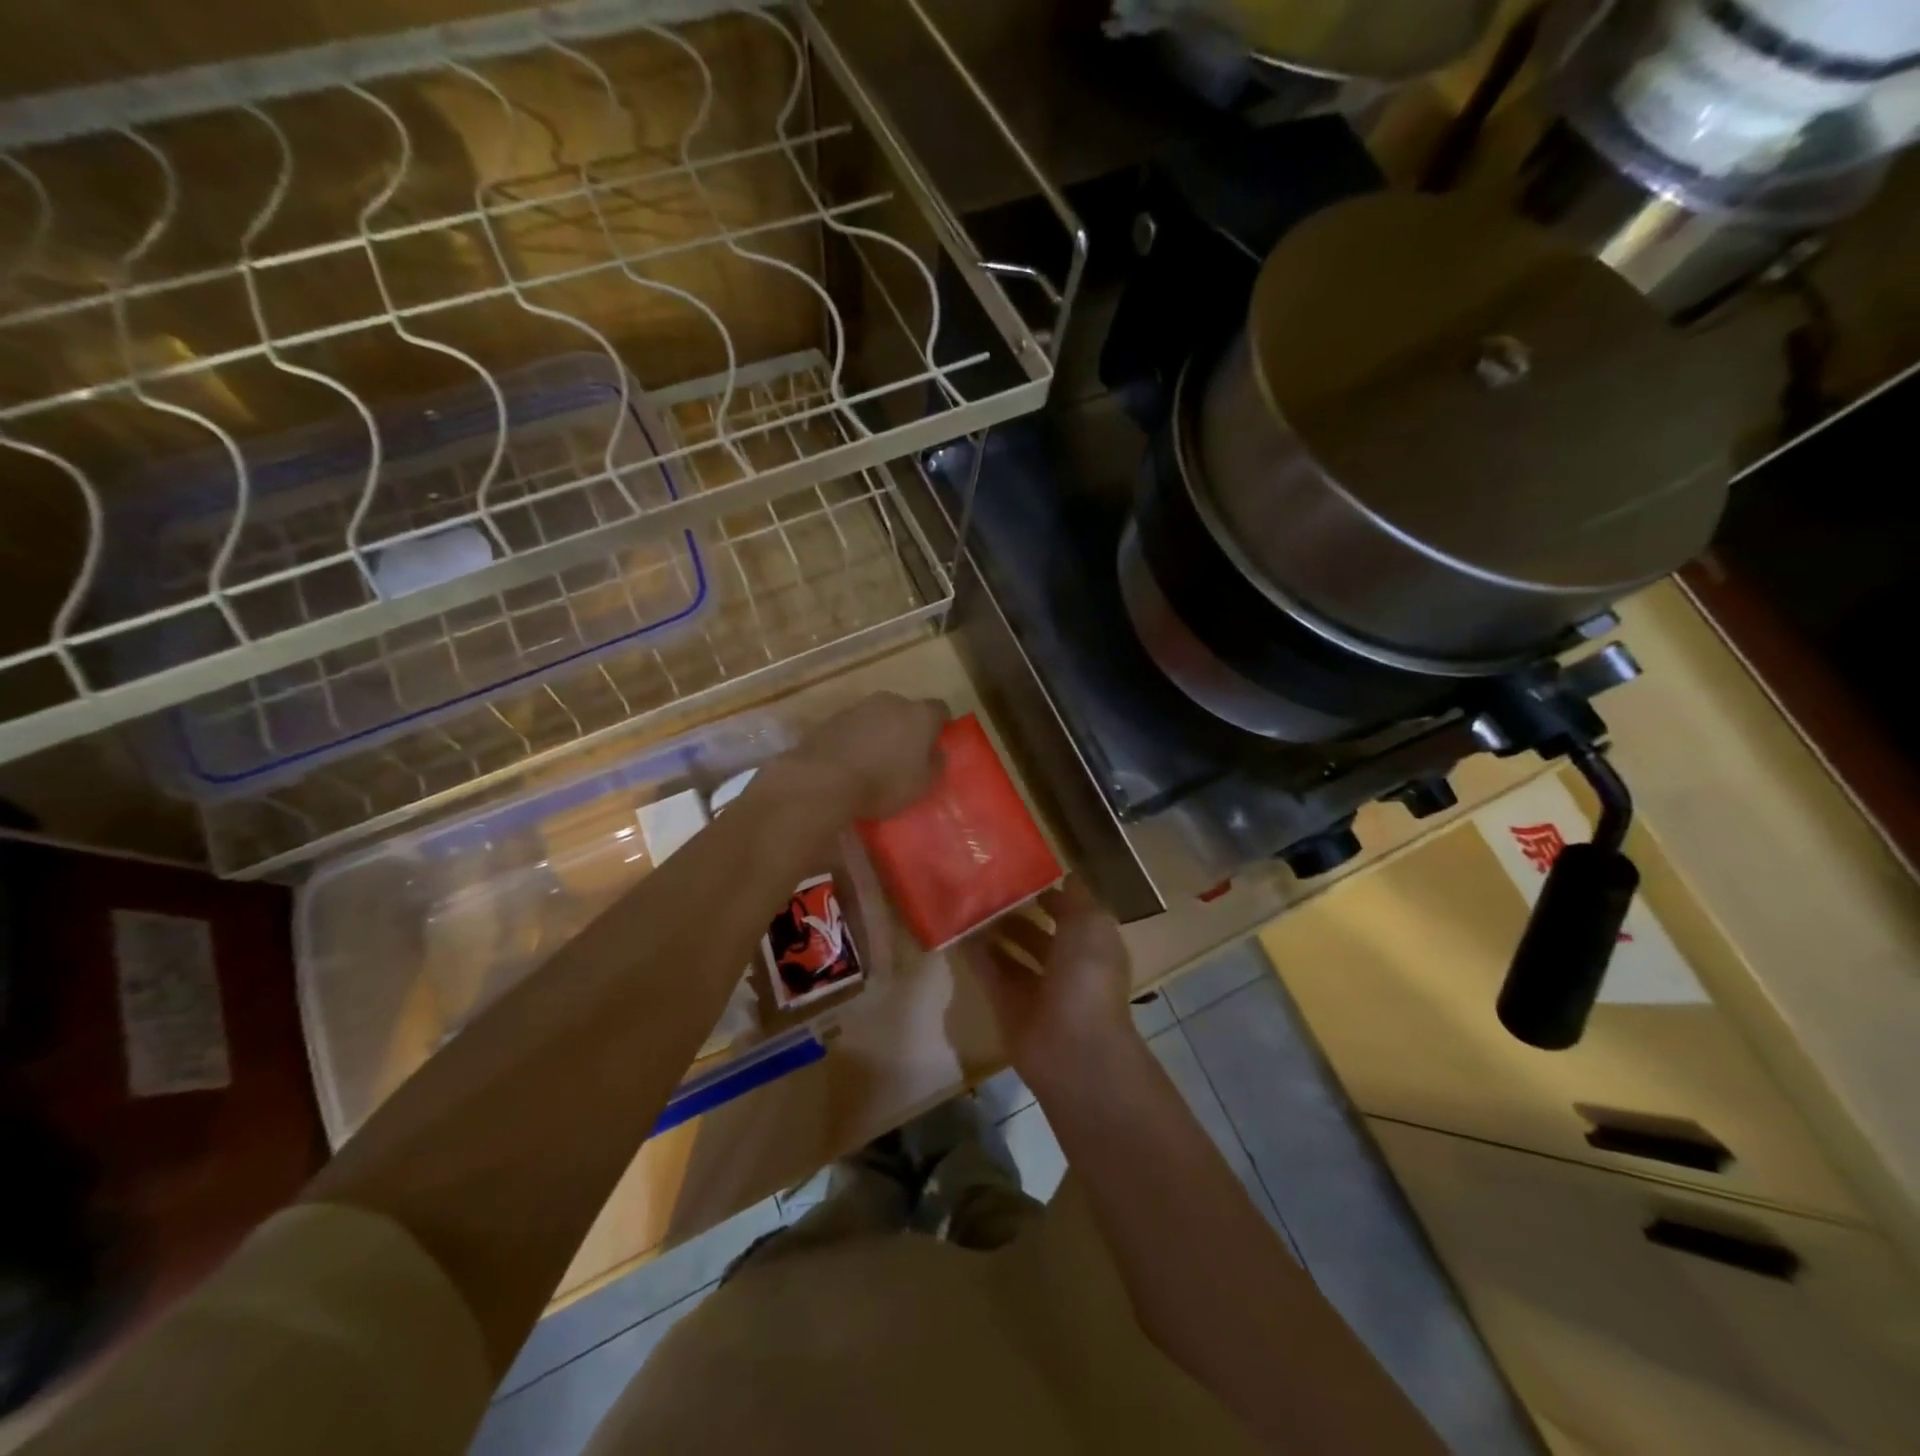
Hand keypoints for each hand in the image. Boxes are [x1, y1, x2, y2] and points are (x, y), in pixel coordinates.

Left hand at [789, 692, 947, 820]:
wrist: (824, 780)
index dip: (941, 725)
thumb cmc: (883, 783)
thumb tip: (935, 752)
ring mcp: (858, 707)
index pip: (939, 709)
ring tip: (874, 761)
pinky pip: (852, 727)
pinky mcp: (831, 719)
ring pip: (877, 717)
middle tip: (904, 755)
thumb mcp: (922, 785)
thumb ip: (935, 764)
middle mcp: (890, 702)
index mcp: (919, 715)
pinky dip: (855, 739)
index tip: (937, 743)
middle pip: (906, 710)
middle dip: (907, 728)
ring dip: (879, 732)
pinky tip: (850, 762)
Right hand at [961, 876, 1135, 1087]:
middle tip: (986, 886)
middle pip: (1038, 934)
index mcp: (1091, 946)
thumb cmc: (1087, 976)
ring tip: (968, 902)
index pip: (1070, 914)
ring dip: (993, 931)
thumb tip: (1066, 876)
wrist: (1072, 1046)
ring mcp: (1035, 988)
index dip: (1049, 894)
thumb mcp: (1091, 924)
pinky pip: (989, 972)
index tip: (1020, 871)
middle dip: (1016, 912)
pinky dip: (975, 953)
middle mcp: (1065, 966)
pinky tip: (957, 929)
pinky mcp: (1007, 1005)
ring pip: (1011, 953)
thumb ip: (1075, 899)